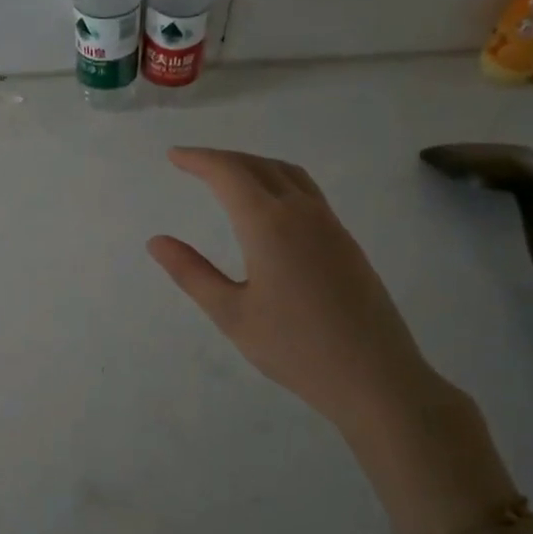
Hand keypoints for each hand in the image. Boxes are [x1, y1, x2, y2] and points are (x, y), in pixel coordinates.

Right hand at [147, 148, 442, 436]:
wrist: (375, 377)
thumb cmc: (294, 348)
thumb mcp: (231, 313)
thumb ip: (191, 273)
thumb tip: (157, 241)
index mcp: (269, 225)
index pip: (229, 174)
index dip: (199, 160)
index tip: (173, 156)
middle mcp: (302, 213)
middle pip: (259, 166)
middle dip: (223, 159)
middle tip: (192, 163)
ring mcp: (330, 226)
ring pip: (289, 175)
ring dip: (253, 165)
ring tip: (227, 176)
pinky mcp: (346, 242)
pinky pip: (307, 192)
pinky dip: (277, 181)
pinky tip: (268, 206)